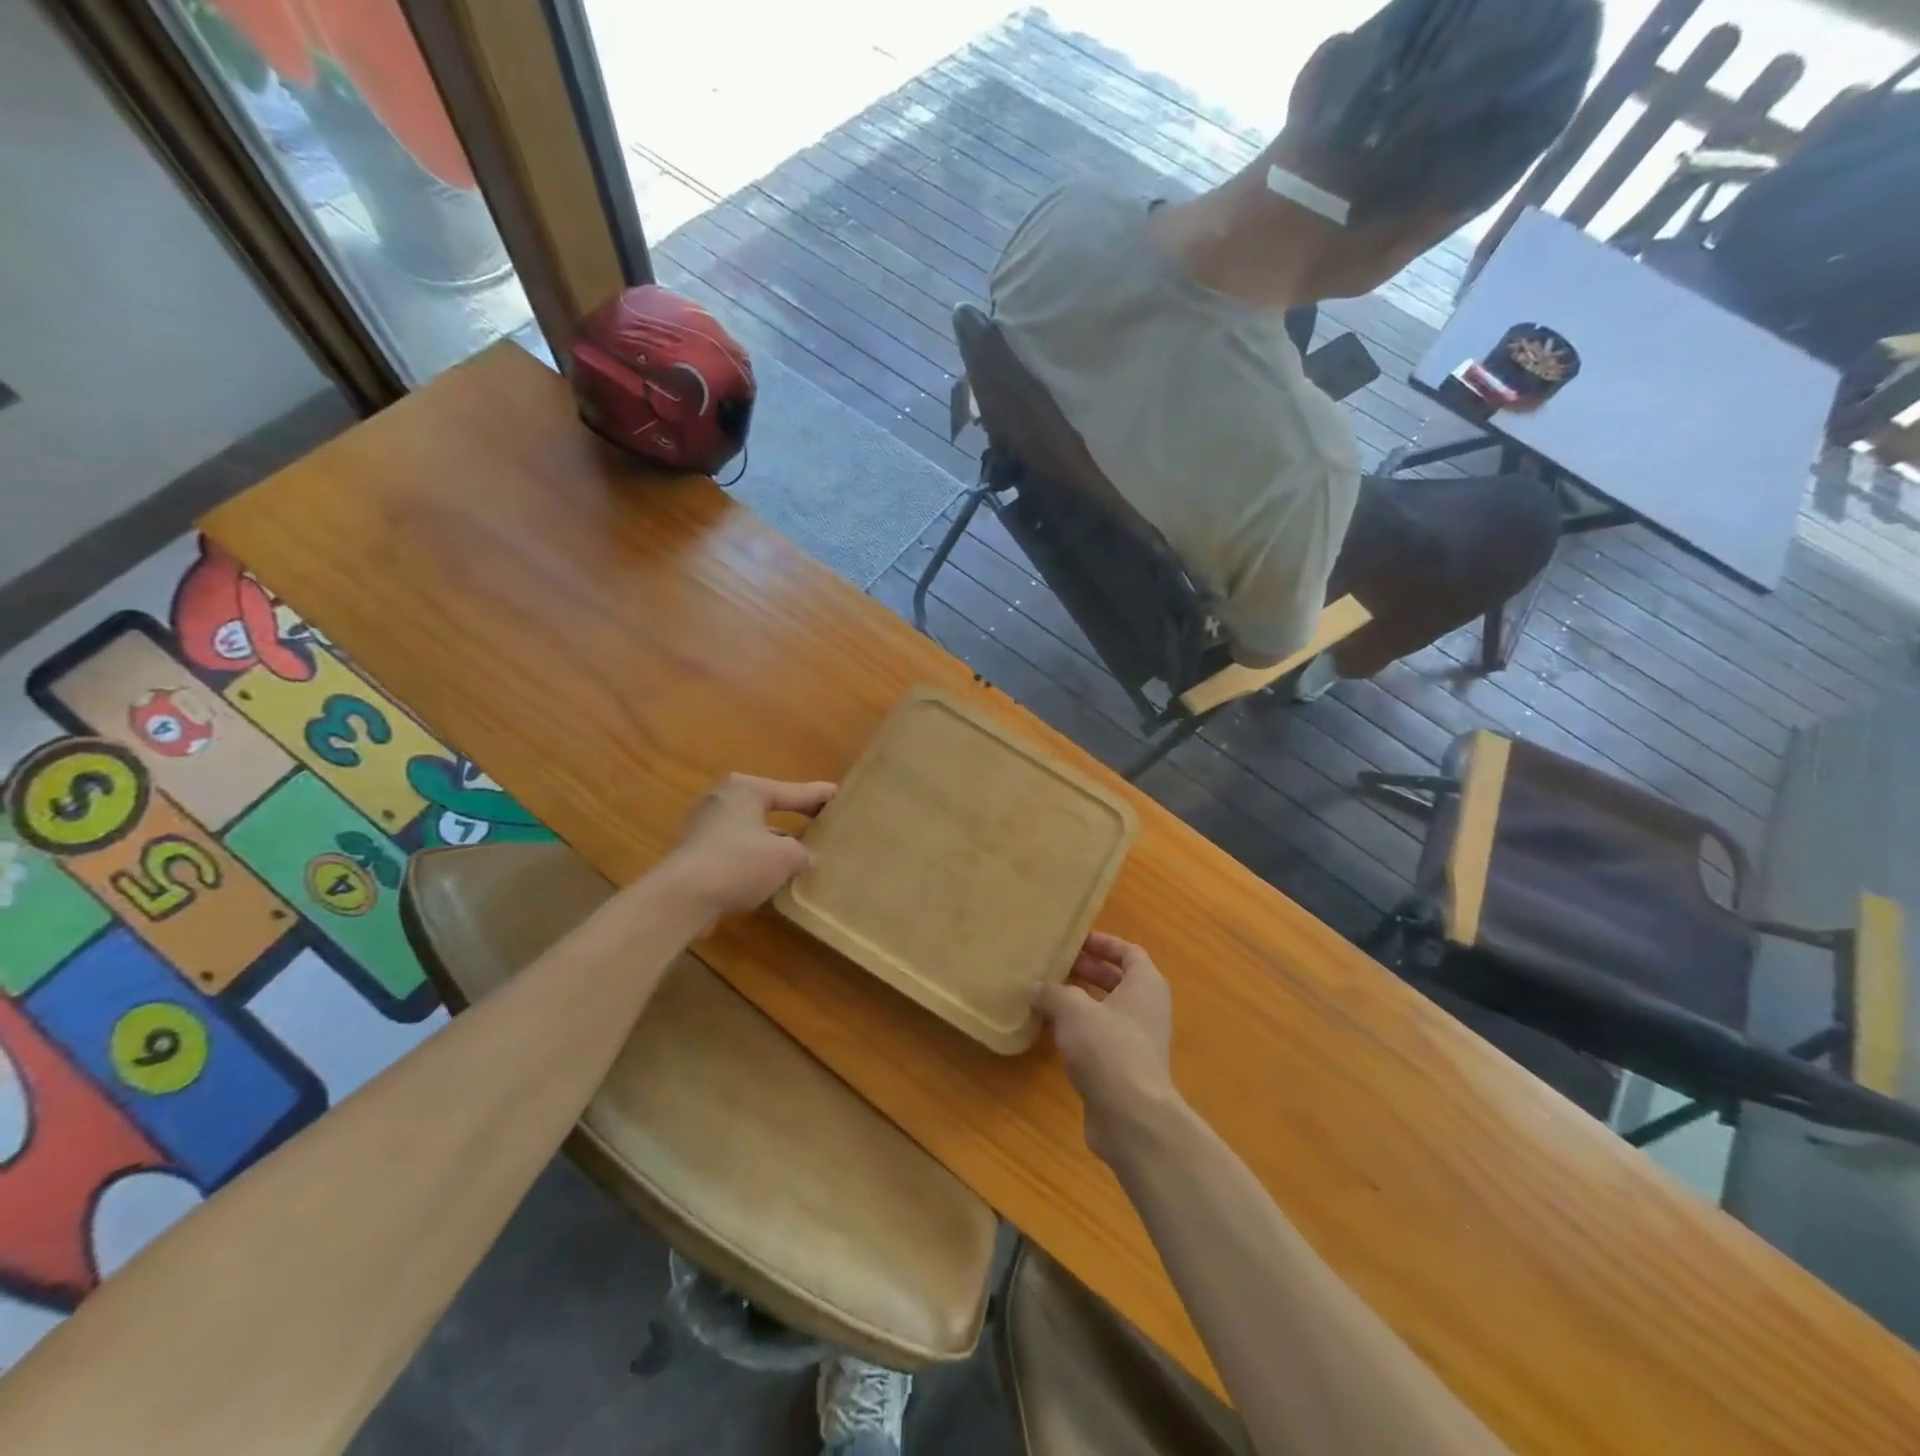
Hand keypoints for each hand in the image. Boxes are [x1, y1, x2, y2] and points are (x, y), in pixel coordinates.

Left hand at [661, 774, 835, 924]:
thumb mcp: (785, 856)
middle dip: (793, 817)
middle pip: (767, 807)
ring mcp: (703, 827)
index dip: (817, 796)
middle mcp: (722, 799)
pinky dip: (754, 858)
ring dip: (773, 841)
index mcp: (745, 789)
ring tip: (799, 853)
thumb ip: (802, 852)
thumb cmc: (739, 862)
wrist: (682, 898)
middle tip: (819, 821)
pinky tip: (770, 874)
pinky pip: (735, 850)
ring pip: (750, 830)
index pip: (791, 791)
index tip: (838, 795)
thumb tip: (806, 857)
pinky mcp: (694, 854)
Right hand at [1036, 933, 1175, 1161]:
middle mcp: (1147, 1009)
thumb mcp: (1073, 1009)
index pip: (1129, 952)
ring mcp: (1138, 1041)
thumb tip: (1037, 988)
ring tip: (1046, 995)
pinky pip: (1100, 1039)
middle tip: (1055, 965)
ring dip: (1080, 1003)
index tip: (1075, 940)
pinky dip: (1079, 1031)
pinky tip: (1051, 1032)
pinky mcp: (1124, 1070)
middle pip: (1118, 981)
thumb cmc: (1107, 1047)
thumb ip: (1053, 993)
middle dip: (1088, 971)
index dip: (1103, 943)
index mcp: (1145, 984)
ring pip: (1107, 1011)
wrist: (1130, 1116)